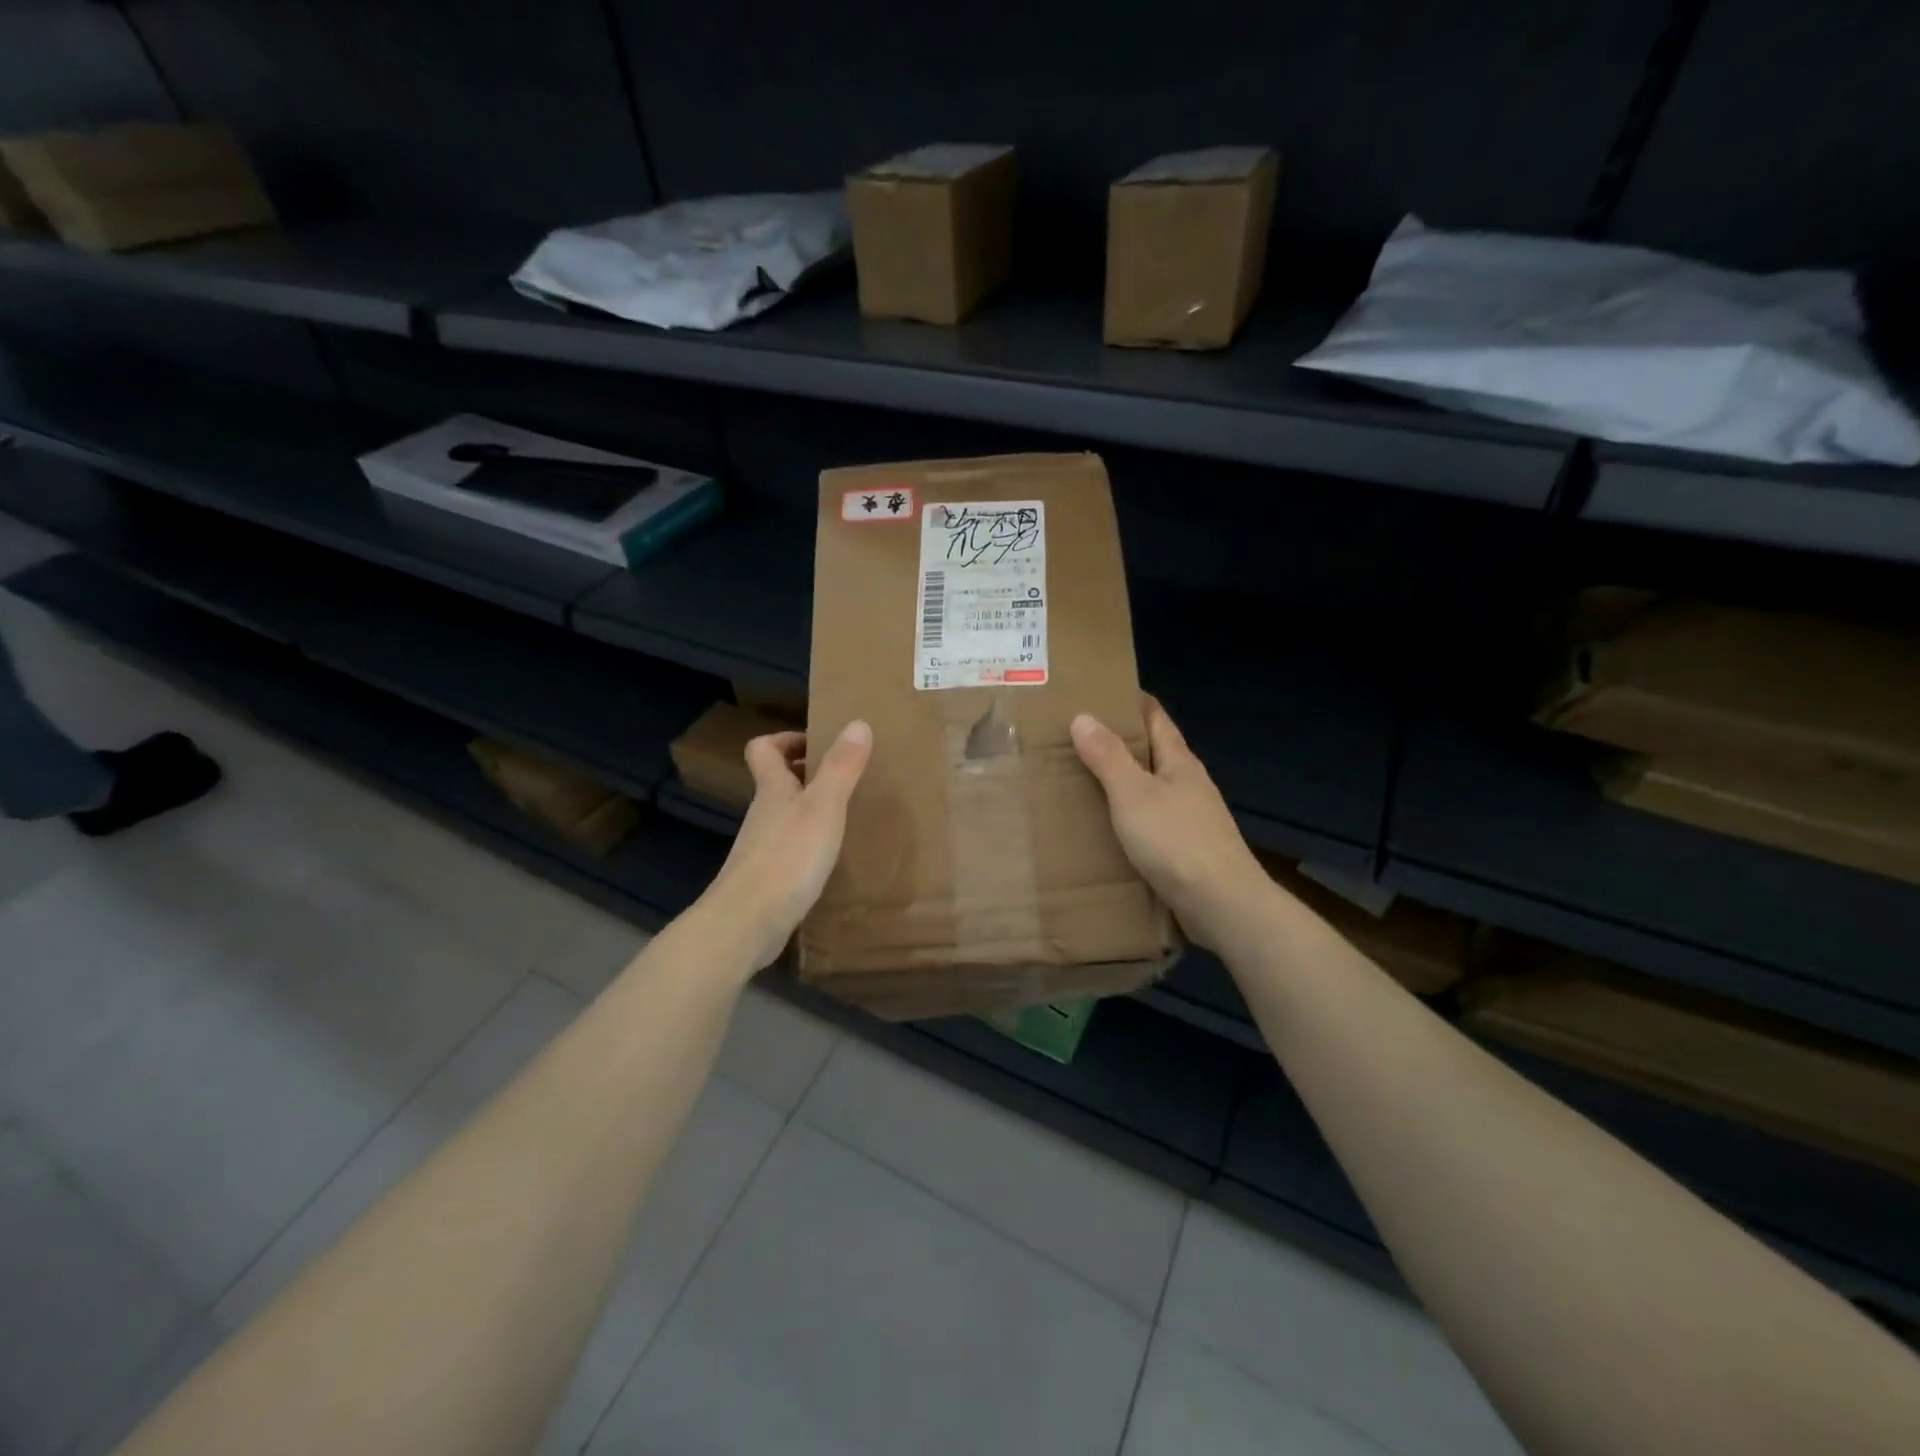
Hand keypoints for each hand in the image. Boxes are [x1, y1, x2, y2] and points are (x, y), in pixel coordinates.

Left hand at [698, 720, 872, 970]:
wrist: (747, 924)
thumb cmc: (787, 857)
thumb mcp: (823, 807)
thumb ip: (841, 767)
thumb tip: (857, 722)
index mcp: (772, 790)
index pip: (763, 749)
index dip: (786, 739)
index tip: (818, 743)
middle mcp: (763, 814)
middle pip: (776, 782)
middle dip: (807, 774)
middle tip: (846, 778)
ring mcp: (761, 849)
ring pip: (785, 816)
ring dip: (811, 810)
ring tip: (847, 816)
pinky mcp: (767, 879)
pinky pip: (790, 849)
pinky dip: (809, 845)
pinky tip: (833, 859)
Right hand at [1071, 697, 1270, 949]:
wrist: (1221, 904)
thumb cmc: (1175, 841)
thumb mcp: (1132, 793)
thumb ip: (1108, 756)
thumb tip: (1083, 716)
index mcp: (1179, 762)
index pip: (1156, 718)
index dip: (1132, 702)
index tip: (1102, 691)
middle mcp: (1189, 784)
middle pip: (1154, 752)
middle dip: (1122, 741)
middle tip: (1078, 736)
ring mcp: (1192, 818)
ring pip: (1153, 788)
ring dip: (1125, 781)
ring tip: (1085, 779)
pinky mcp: (1188, 849)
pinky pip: (1153, 820)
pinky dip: (1130, 814)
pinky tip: (1110, 826)